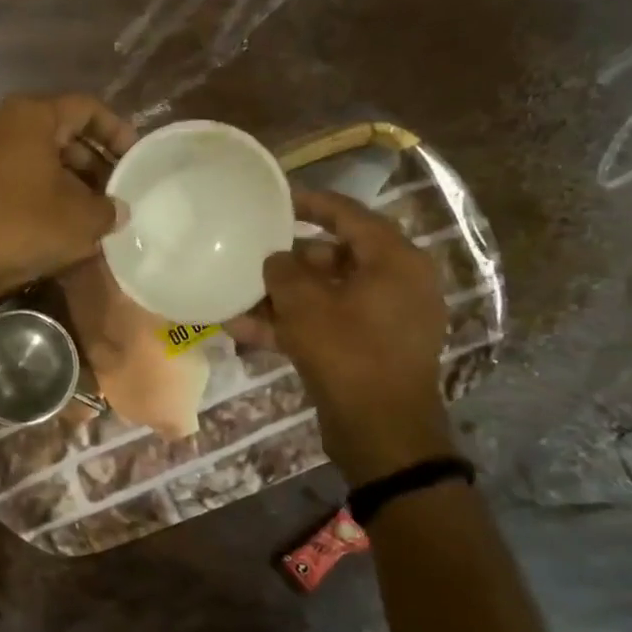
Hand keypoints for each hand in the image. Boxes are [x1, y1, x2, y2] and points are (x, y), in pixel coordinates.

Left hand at [0, 94, 136, 302]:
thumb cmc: (18, 224)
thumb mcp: (79, 221)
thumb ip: (108, 210)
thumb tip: (118, 209)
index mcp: (33, 115)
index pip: (87, 108)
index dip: (117, 132)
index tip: (135, 159)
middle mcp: (3, 123)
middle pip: (61, 134)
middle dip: (93, 163)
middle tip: (116, 192)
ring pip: (37, 159)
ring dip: (68, 182)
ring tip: (91, 214)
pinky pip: (15, 178)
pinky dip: (40, 194)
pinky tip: (56, 225)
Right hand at [262, 189, 455, 487]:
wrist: (382, 433)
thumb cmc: (349, 354)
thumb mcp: (306, 306)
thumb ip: (284, 272)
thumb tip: (275, 258)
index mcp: (394, 261)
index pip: (350, 215)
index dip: (311, 203)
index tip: (276, 199)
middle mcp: (395, 283)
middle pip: (333, 257)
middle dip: (287, 261)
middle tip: (250, 255)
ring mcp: (382, 319)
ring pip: (324, 295)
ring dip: (281, 298)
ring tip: (236, 297)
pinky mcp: (367, 349)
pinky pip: (325, 324)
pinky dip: (291, 325)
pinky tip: (243, 331)